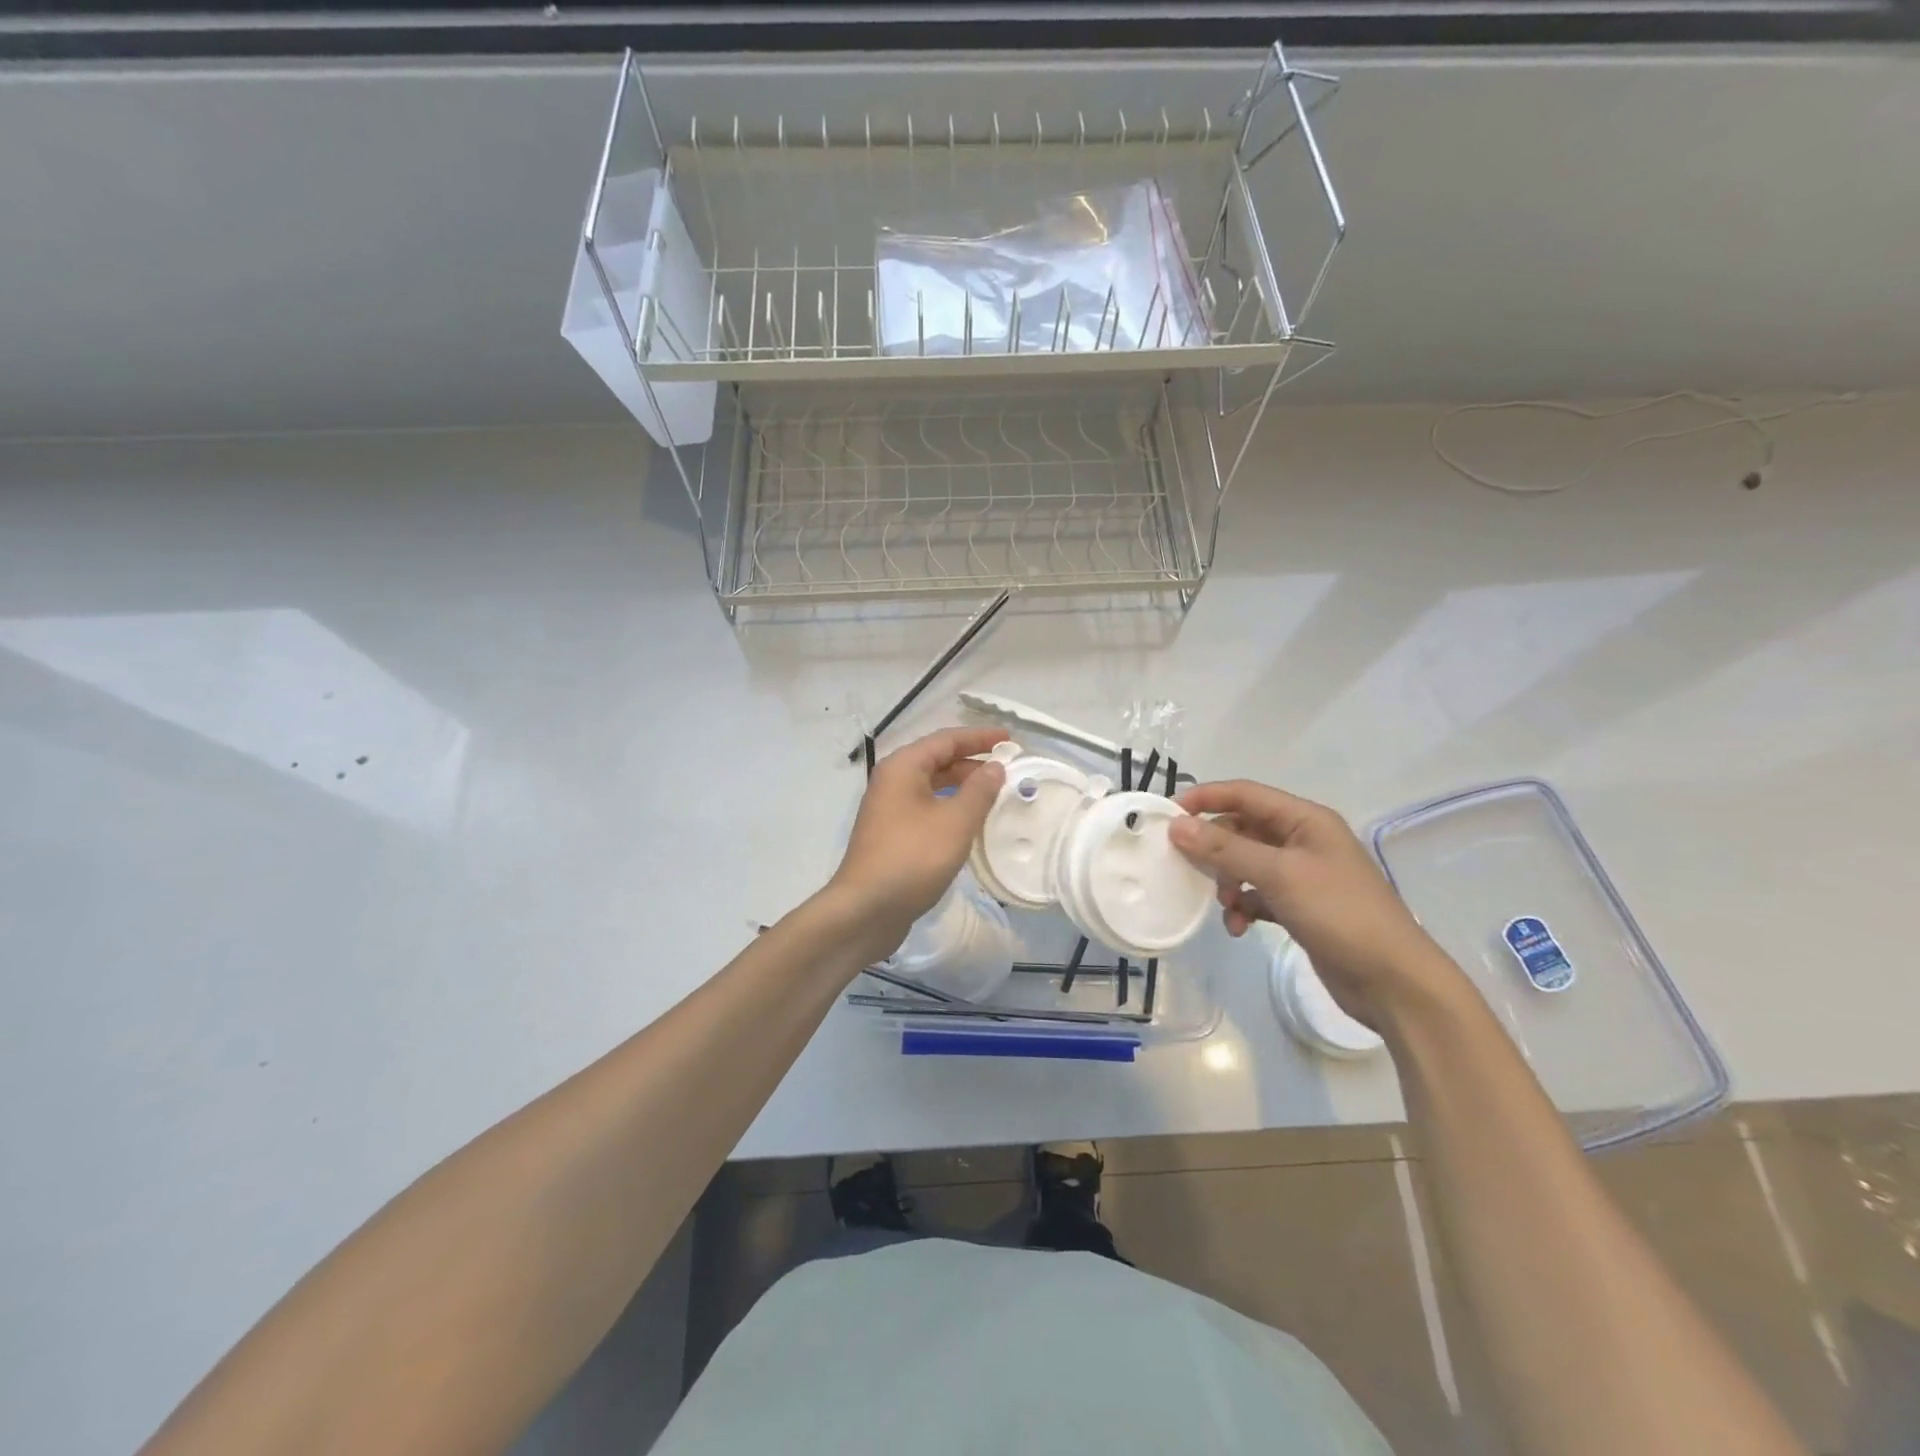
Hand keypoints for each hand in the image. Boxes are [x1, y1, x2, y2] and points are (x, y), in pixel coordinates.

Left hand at [826, 727, 1008, 962]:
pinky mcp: (892, 834)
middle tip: (1008, 767)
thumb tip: (995, 767)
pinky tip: (970, 822)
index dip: (980, 737)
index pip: (946, 739)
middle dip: (972, 761)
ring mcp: (889, 809)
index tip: (1010, 738)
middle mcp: (892, 781)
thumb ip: (979, 791)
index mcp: (903, 767)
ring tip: (995, 792)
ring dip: (963, 786)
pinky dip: (950, 807)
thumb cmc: (912, 858)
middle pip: (937, 760)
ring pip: (932, 786)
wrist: (866, 909)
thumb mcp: (955, 822)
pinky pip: (927, 808)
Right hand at [1167, 781, 1456, 1029]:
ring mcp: (1303, 874)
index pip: (1244, 794)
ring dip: (1228, 882)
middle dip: (1215, 848)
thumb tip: (1176, 825)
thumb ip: (1226, 848)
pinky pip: (1258, 895)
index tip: (1167, 815)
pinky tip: (1239, 927)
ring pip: (1246, 864)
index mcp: (1305, 820)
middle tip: (1187, 867)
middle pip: (1242, 829)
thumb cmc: (1340, 914)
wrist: (1393, 981)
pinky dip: (1243, 906)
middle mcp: (1303, 840)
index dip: (1205, 798)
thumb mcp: (1279, 875)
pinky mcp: (1300, 906)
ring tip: (1225, 906)